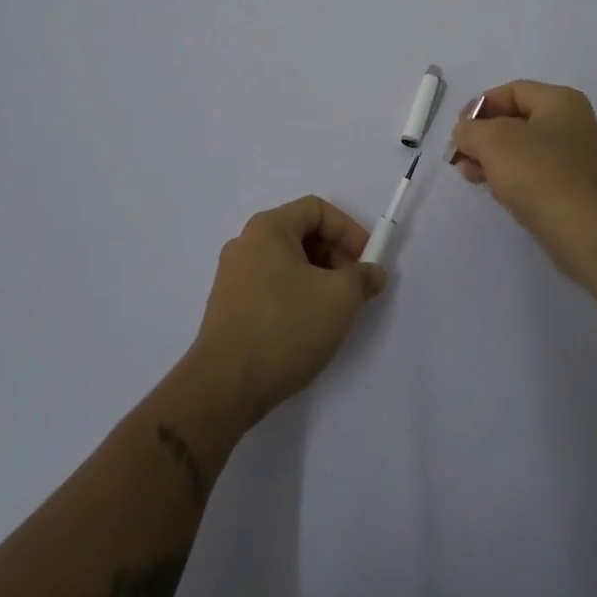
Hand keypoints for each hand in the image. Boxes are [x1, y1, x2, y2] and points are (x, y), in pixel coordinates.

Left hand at [187, 196, 386, 424]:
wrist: (225, 387)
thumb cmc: (285, 327)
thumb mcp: (339, 298)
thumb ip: (362, 277)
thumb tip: (372, 273)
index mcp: (268, 229)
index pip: (316, 209)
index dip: (348, 229)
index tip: (367, 260)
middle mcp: (246, 244)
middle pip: (301, 235)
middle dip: (336, 256)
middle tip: (356, 288)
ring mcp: (233, 277)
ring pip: (288, 264)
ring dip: (319, 279)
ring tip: (337, 311)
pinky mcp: (230, 308)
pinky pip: (272, 287)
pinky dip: (298, 296)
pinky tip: (309, 328)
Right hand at [449, 80, 596, 287]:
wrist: (587, 233)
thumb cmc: (539, 174)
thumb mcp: (492, 141)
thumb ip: (470, 130)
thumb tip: (466, 135)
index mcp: (561, 101)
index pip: (512, 91)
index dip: (480, 106)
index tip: (459, 131)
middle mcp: (575, 124)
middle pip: (518, 121)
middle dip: (484, 136)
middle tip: (460, 156)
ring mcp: (579, 159)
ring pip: (525, 150)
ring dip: (494, 159)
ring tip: (471, 176)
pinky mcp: (577, 190)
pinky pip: (538, 174)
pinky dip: (514, 178)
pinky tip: (497, 192)